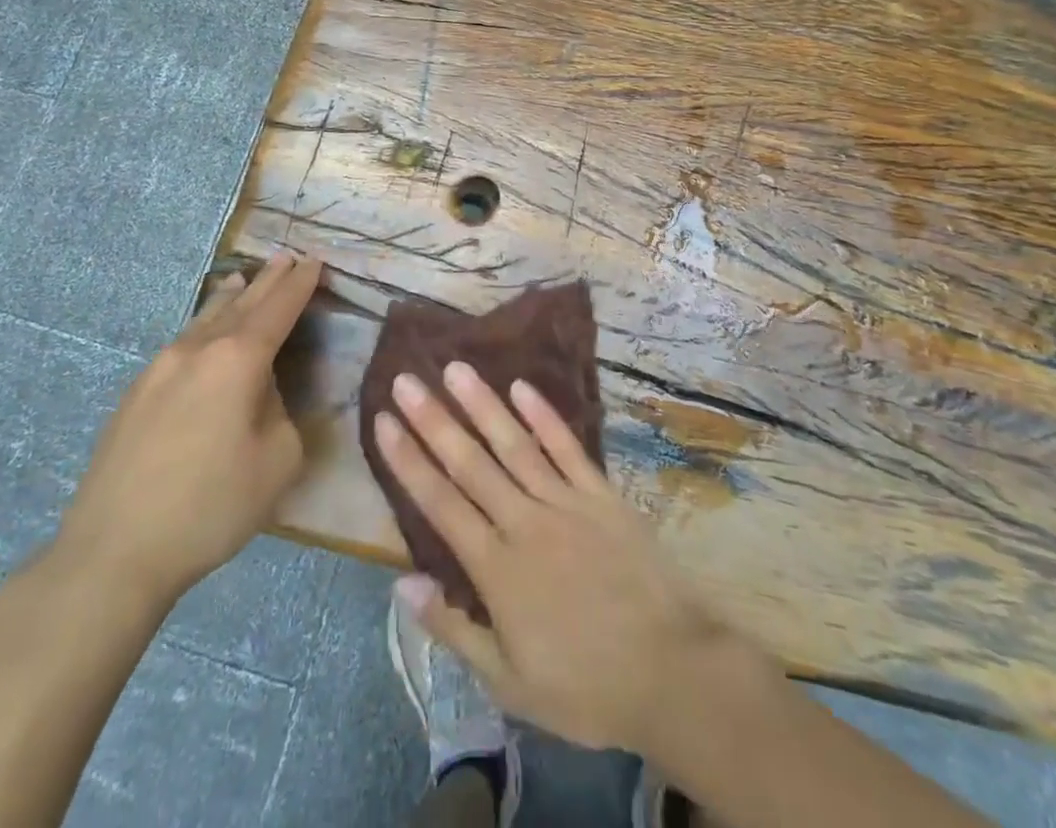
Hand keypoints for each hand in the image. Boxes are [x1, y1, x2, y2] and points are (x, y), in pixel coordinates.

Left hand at [53, 251, 321, 604]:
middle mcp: (197, 350)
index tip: (314, 261)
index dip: (300, 284)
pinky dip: (204, 324)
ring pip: (205, 319)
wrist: (112, 551)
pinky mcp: (136, 393)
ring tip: (243, 279)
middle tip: (286, 257)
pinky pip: (182, 342)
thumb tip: (260, 395)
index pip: (278, 309)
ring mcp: (159, 368)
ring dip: (231, 298)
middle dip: (268, 281)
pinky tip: (204, 331)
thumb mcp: (277, 461)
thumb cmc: (209, 506)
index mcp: (238, 360)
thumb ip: (281, 413)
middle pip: (241, 304)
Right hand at [373, 362, 725, 754]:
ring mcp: (566, 502)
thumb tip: (401, 584)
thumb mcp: (509, 682)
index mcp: (497, 569)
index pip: (441, 503)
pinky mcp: (602, 495)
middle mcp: (525, 522)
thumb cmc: (585, 687)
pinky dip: (543, 416)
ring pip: (515, 445)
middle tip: (407, 380)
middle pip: (471, 463)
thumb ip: (453, 629)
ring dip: (482, 405)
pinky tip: (521, 386)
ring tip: (455, 368)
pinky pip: (567, 448)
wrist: (672, 672)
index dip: (408, 461)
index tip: (384, 422)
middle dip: (434, 419)